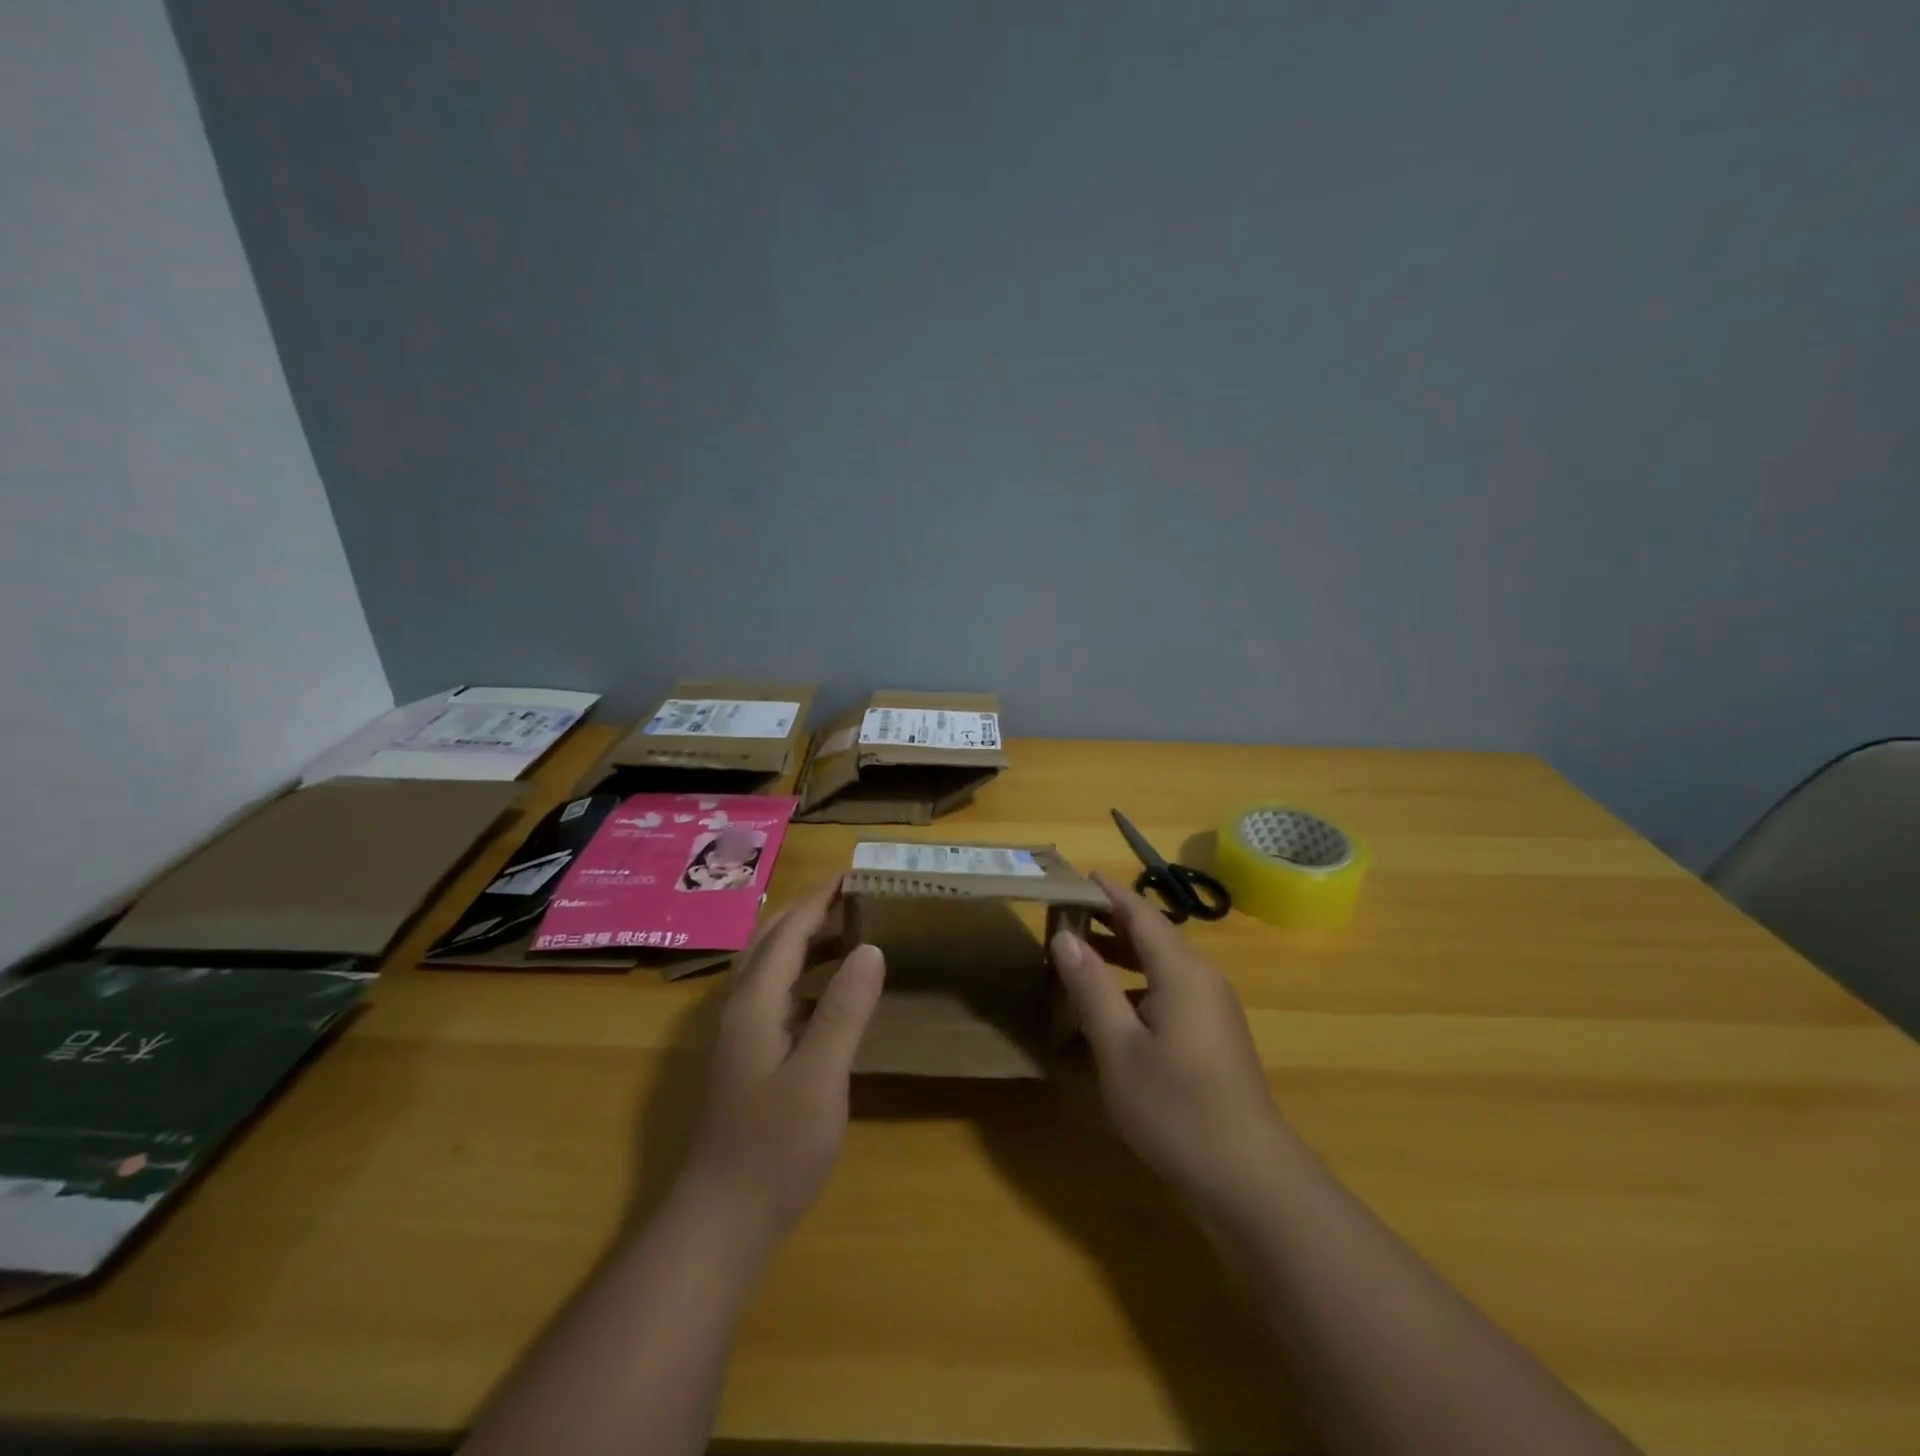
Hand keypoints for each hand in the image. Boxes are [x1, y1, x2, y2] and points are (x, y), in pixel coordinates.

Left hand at [678, 878, 885, 1241]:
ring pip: (771, 967)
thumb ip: (845, 1010)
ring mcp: (740, 1034)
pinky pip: (776, 993)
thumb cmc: (775, 1148)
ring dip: (806, 940)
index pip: (789, 931)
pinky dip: (804, 974)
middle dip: (811, 910)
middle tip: (857, 895)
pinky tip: (831, 992)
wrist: (721, 1221)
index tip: (855, 872)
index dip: (821, 898)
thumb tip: (872, 947)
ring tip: (851, 931)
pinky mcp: (747, 1057)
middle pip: (772, 940)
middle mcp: (740, 1007)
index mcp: (755, 1002)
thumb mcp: (820, 1077)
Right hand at [1053, 871, 1290, 1222]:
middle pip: (1156, 936)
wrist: (1248, 1178)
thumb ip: (1092, 987)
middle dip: (1114, 920)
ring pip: (1165, 965)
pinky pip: (1173, 990)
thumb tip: (1065, 938)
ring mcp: (1215, 1010)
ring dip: (1126, 953)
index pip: (1143, 915)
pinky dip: (1140, 983)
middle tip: (1071, 911)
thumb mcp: (1118, 1047)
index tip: (1083, 874)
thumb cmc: (1175, 1107)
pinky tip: (1116, 1008)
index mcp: (1183, 972)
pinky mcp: (1216, 1037)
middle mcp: (1204, 980)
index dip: (1112, 893)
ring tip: (1085, 953)